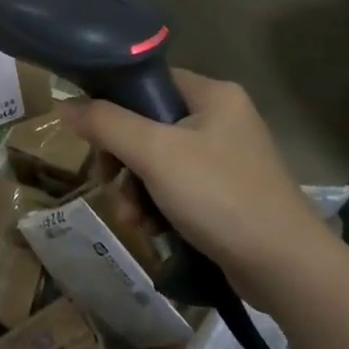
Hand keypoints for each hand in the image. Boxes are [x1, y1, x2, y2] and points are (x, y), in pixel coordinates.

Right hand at [58, 70, 324, 294]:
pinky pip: (177, 187)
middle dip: (123, 161)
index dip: (113, 104)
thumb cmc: (219, 195)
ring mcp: (226, 158)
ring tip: (132, 220)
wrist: (285, 267)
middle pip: (148, 125)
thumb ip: (106, 123)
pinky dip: (158, 206)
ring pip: (158, 161)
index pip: (148, 81)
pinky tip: (152, 231)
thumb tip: (64, 104)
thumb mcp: (154, 153)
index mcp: (212, 95)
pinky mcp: (226, 193)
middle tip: (110, 185)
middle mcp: (221, 118)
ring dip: (136, 190)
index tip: (93, 137)